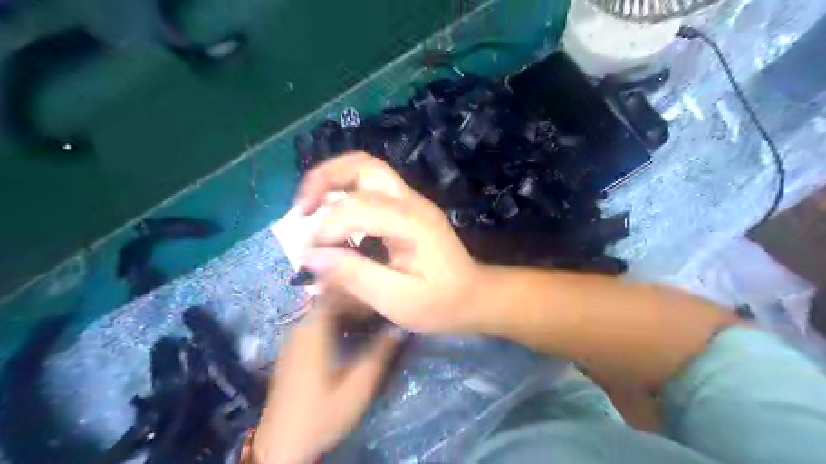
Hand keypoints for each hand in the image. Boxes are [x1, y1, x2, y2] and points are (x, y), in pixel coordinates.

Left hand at [256, 304, 403, 463]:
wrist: (281, 446)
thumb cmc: (322, 414)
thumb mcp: (357, 387)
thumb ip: (379, 354)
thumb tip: (399, 327)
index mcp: (313, 331)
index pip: (334, 293)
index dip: (358, 289)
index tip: (379, 293)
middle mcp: (299, 328)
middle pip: (328, 301)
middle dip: (354, 300)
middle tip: (379, 306)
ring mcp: (293, 340)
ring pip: (322, 312)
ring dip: (345, 311)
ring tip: (369, 317)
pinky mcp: (292, 351)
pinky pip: (315, 325)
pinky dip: (334, 322)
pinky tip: (350, 335)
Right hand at [293, 153, 484, 332]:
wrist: (475, 296)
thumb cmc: (442, 303)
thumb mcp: (398, 300)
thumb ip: (355, 276)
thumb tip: (311, 257)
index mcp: (412, 222)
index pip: (356, 208)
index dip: (326, 230)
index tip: (311, 259)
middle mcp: (411, 202)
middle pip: (363, 165)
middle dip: (323, 179)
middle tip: (300, 210)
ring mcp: (410, 202)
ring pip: (365, 170)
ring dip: (331, 182)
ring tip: (308, 210)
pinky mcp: (406, 209)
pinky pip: (369, 188)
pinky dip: (343, 194)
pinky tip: (331, 218)